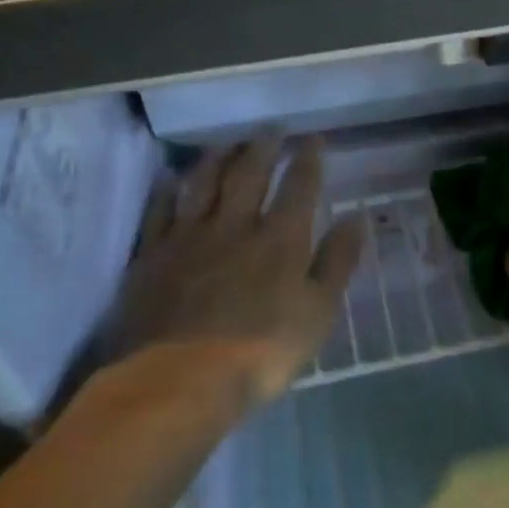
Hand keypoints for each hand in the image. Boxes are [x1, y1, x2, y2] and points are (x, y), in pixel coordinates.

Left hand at [113, 135, 364, 402]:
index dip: (307, 159)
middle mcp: (235, 225)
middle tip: (271, 127)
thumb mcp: (318, 312)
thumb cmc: (262, 352)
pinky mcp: (151, 256)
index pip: (298, 186)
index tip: (313, 138)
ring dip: (217, 158)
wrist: (180, 380)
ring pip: (203, 183)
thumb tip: (357, 217)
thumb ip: (337, 261)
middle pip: (249, 174)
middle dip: (263, 146)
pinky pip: (159, 212)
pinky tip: (170, 179)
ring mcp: (188, 237)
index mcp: (280, 238)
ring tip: (226, 141)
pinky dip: (167, 191)